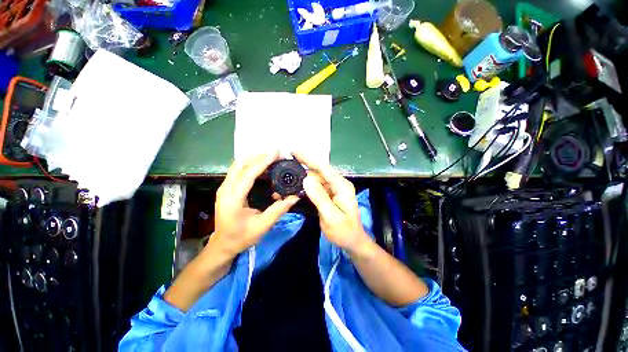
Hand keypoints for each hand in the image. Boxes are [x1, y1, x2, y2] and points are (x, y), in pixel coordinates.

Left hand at [211, 151, 299, 257]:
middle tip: (277, 154)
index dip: (262, 161)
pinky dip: (251, 164)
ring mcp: (224, 187)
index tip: (276, 152)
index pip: (248, 174)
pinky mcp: (227, 188)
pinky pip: (238, 170)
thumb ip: (279, 210)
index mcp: (233, 199)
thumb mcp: (262, 226)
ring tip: (272, 157)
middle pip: (240, 164)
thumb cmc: (241, 237)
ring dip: (255, 158)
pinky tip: (263, 166)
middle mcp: (225, 189)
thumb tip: (295, 196)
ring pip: (238, 165)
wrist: (222, 245)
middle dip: (259, 156)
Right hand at [293, 152, 370, 254]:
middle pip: (318, 172)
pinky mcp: (327, 195)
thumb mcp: (331, 216)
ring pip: (314, 179)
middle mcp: (337, 184)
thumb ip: (319, 197)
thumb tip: (306, 179)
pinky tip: (294, 188)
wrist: (351, 241)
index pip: (324, 168)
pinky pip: (315, 187)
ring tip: (285, 180)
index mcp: (342, 186)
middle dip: (301, 169)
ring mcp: (332, 189)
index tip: (294, 151)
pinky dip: (304, 187)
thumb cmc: (344, 231)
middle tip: (284, 166)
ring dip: (301, 179)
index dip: (308, 158)